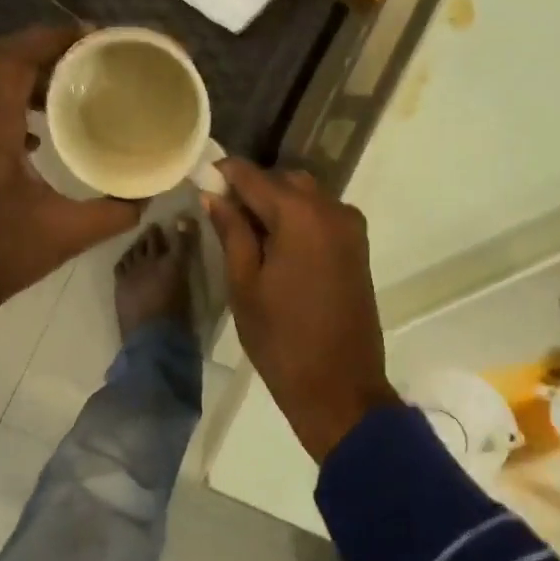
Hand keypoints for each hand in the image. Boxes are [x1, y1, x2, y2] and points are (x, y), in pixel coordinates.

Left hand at [0, 25, 140, 309]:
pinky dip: (16, 98)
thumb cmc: (2, 252)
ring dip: (30, 72)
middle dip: (46, 48)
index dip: (51, 38)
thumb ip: (115, 211)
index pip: (13, 59)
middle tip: (89, 55)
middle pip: (1, 60)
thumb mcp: (68, 233)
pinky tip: (43, 125)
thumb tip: (149, 194)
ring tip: (72, 81)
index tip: (92, 37)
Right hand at [206, 160, 400, 462]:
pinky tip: (275, 243)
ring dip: (277, 203)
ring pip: (306, 195)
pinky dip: (298, 218)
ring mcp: (350, 227)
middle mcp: (331, 209)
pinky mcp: (358, 246)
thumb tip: (214, 195)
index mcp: (301, 215)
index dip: (225, 173)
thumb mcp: (245, 285)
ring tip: (245, 231)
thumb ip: (232, 233)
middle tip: (221, 212)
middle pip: (285, 181)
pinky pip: (323, 215)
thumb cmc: (282, 340)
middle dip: (253, 188)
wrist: (339, 387)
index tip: (201, 176)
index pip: (254, 177)